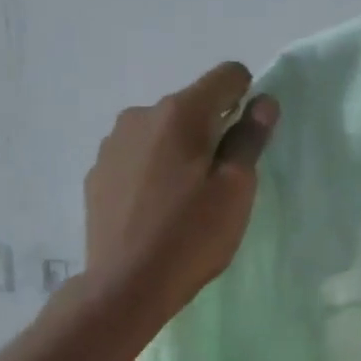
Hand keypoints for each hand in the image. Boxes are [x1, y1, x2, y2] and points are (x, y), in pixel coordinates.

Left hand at [81, 62, 278, 326]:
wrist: (126, 284)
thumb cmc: (192, 235)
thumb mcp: (236, 189)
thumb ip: (250, 139)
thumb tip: (263, 102)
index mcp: (180, 113)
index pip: (226, 76)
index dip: (247, 96)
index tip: (248, 136)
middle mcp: (141, 115)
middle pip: (191, 105)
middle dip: (212, 129)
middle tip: (219, 181)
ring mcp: (113, 143)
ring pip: (161, 131)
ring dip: (179, 150)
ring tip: (184, 198)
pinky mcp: (97, 172)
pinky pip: (137, 156)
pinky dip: (152, 170)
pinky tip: (154, 209)